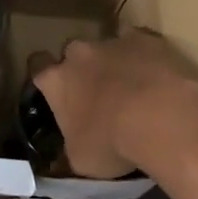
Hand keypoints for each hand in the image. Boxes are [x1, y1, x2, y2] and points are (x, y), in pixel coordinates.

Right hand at [34, 31, 197, 179]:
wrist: (159, 117)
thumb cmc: (111, 143)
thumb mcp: (81, 159)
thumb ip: (72, 146)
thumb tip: (72, 149)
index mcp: (57, 81)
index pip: (38, 67)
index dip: (45, 76)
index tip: (52, 87)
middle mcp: (80, 54)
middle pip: (72, 52)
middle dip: (81, 68)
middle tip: (96, 92)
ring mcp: (114, 43)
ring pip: (107, 46)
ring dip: (114, 61)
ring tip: (131, 85)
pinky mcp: (147, 39)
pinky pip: (140, 42)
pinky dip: (144, 55)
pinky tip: (155, 73)